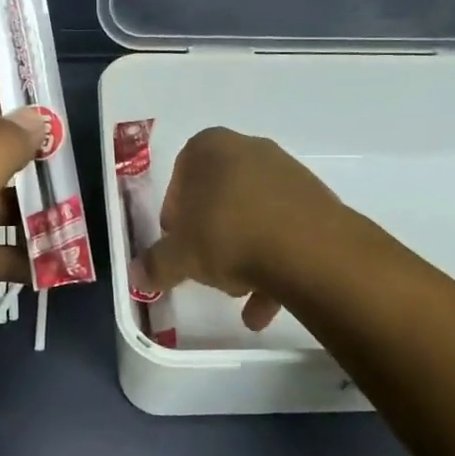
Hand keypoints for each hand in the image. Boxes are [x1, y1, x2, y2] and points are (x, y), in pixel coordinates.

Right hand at [141, 127, 338, 331]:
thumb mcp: (180, 256)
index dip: (175, 212)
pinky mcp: (317, 203)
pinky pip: (284, 231)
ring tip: (238, 292)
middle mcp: (251, 150)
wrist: (310, 250)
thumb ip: (156, 264)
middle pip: (220, 195)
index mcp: (211, 148)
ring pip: (253, 216)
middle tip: (204, 265)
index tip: (176, 242)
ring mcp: (288, 174)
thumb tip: (137, 274)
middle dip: (210, 234)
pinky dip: (272, 265)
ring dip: (242, 255)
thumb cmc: (229, 235)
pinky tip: (263, 307)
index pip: (182, 173)